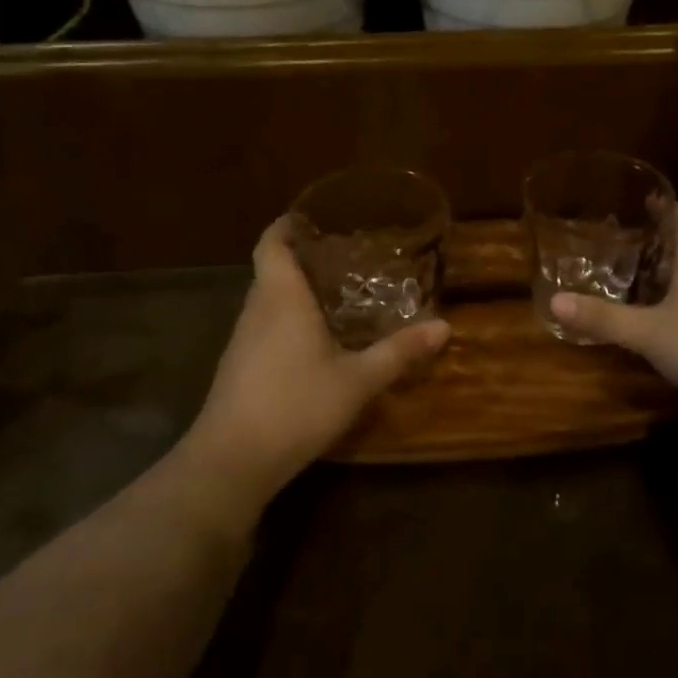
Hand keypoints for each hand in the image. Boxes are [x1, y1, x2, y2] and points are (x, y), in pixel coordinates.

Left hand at [182, 216, 450, 516]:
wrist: (232, 461)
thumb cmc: (297, 405)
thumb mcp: (358, 380)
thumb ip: (400, 351)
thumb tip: (445, 327)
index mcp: (281, 297)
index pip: (271, 242)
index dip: (287, 224)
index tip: (314, 216)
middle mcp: (256, 309)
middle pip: (271, 269)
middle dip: (303, 257)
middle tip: (345, 255)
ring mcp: (242, 340)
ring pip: (267, 300)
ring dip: (295, 291)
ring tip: (337, 293)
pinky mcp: (238, 367)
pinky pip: (264, 326)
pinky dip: (287, 319)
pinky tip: (315, 340)